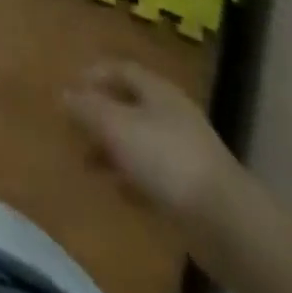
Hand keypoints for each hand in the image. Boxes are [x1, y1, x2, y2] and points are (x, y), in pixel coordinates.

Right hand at [65, 59, 241, 225]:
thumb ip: (87, 108)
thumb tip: (64, 93)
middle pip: (129, 105)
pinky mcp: (191, 189)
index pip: (121, 69)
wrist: (227, 223)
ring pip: (139, 141)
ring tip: (88, 164)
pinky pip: (153, 175)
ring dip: (112, 150)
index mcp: (157, 91)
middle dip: (100, 116)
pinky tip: (118, 191)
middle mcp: (171, 114)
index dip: (94, 74)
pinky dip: (132, 178)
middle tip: (74, 129)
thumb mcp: (116, 126)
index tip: (69, 88)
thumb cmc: (165, 159)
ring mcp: (185, 152)